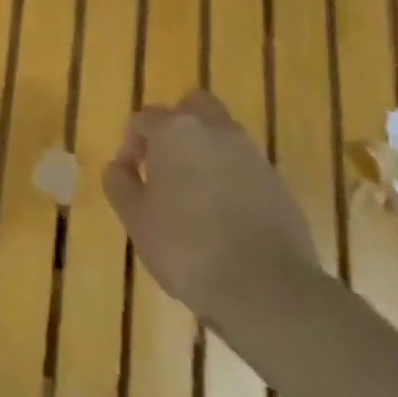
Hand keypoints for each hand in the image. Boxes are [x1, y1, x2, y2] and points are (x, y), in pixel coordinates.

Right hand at [102, 89, 318, 318]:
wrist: (268, 289)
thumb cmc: (187, 247)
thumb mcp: (135, 218)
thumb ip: (119, 183)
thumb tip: (118, 167)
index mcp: (175, 131)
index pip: (144, 118)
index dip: (130, 143)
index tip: (128, 175)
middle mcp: (215, 131)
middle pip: (193, 107)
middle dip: (176, 128)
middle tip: (164, 164)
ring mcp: (252, 157)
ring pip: (222, 136)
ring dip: (205, 153)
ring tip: (194, 195)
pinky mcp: (279, 185)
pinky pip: (245, 168)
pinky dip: (231, 180)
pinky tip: (224, 217)